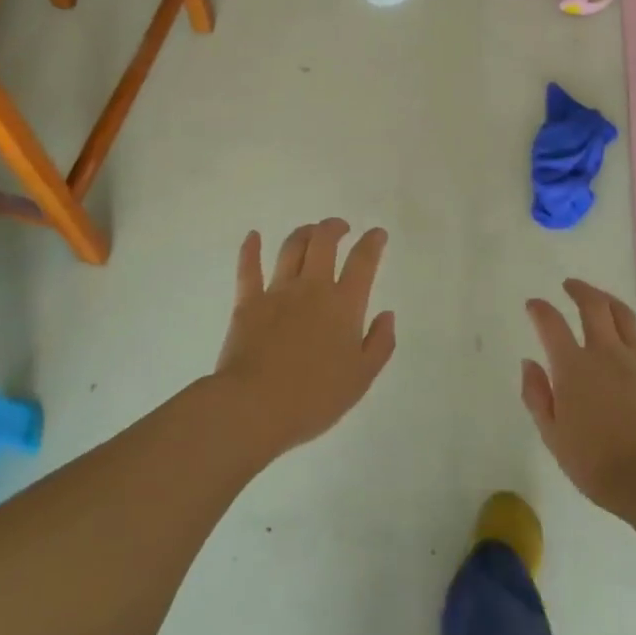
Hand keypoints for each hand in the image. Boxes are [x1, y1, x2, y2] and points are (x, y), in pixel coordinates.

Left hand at [212, 219, 395, 460]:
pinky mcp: (248, 302)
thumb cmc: (314, 398)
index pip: (363, 261)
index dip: (372, 242)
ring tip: (311, 231)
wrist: (255, 407)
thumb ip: (380, 344)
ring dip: (304, 233)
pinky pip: (248, 268)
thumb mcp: (361, 379)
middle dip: (334, 227)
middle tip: (341, 227)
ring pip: (291, 247)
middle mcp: (312, 288)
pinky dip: (251, 248)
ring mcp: (277, 291)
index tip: (377, 234)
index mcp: (344, 305)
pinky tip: (253, 235)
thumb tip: (387, 314)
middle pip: (324, 242)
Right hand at [521, 280, 635, 512]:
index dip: (540, 309)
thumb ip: (537, 396)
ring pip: (627, 318)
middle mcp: (606, 353)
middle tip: (571, 286)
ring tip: (604, 298)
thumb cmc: (597, 464)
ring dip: (612, 302)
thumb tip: (530, 363)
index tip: (534, 305)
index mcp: (573, 367)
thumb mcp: (553, 436)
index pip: (551, 324)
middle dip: (579, 290)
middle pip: (593, 307)